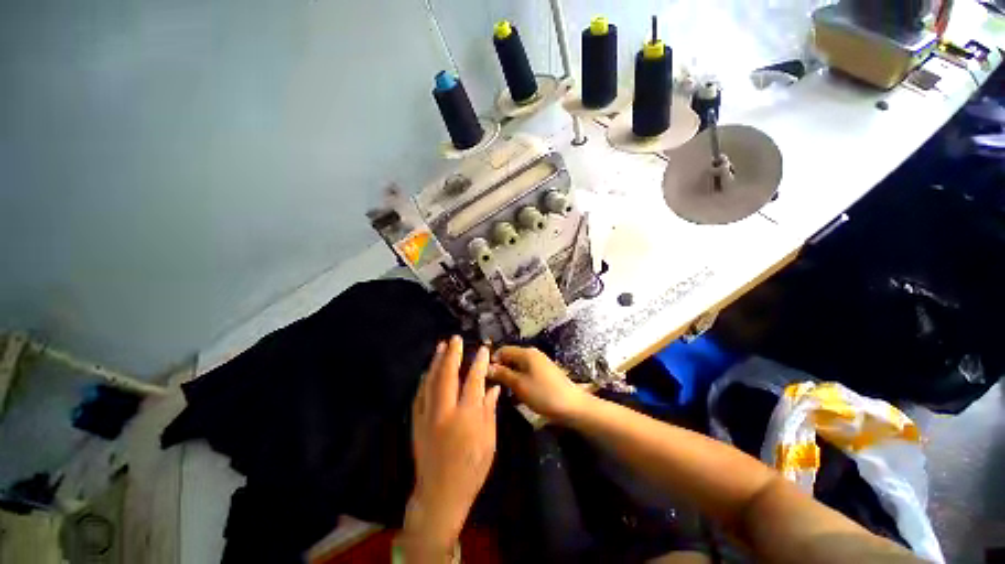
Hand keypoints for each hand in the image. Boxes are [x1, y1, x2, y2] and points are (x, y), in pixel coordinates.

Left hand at [403, 336, 499, 557]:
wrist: (440, 494)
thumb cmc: (471, 469)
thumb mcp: (489, 441)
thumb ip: (489, 411)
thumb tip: (493, 388)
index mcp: (467, 416)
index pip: (474, 381)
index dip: (479, 363)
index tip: (483, 349)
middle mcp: (446, 411)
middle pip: (448, 375)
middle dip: (453, 354)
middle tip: (455, 338)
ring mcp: (428, 415)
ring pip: (431, 381)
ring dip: (437, 361)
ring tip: (441, 346)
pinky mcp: (417, 422)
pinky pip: (420, 395)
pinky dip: (425, 379)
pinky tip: (428, 370)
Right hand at [488, 346, 591, 421]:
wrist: (573, 406)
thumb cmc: (544, 394)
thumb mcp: (519, 384)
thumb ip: (502, 374)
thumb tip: (487, 367)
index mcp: (526, 353)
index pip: (503, 350)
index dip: (493, 361)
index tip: (486, 376)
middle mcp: (532, 354)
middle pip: (510, 357)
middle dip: (501, 369)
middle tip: (493, 386)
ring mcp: (540, 363)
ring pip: (518, 366)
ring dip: (510, 376)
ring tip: (504, 391)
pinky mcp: (545, 372)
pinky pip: (527, 372)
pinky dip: (520, 379)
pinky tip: (518, 393)